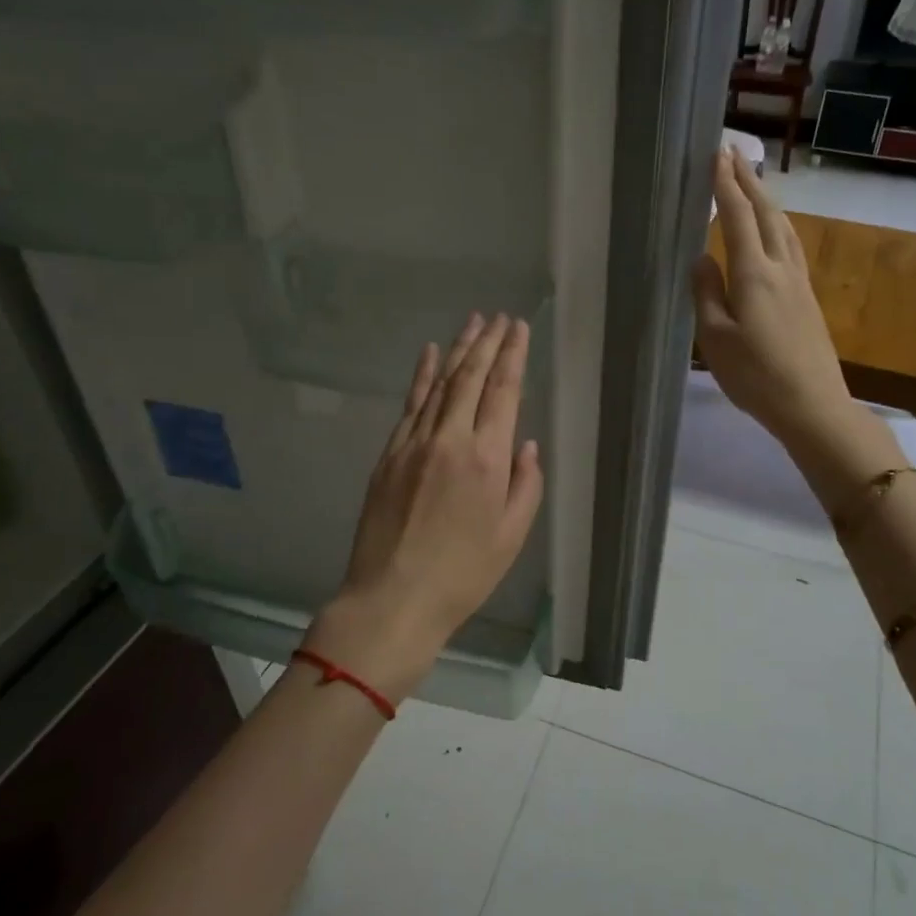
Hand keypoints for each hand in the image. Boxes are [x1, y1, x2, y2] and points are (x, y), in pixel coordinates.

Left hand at [305, 314, 544, 702]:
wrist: (393, 598)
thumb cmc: (463, 574)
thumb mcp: (512, 536)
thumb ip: (526, 484)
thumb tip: (525, 443)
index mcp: (488, 459)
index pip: (503, 391)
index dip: (512, 355)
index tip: (518, 328)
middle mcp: (450, 439)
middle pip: (470, 377)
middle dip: (486, 342)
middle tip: (498, 317)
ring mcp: (414, 443)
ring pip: (440, 383)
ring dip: (457, 350)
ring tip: (472, 323)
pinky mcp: (389, 454)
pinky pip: (410, 404)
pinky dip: (421, 375)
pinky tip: (429, 354)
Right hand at [692, 149, 857, 449]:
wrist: (813, 404)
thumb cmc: (756, 376)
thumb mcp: (716, 339)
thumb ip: (707, 294)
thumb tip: (702, 258)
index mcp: (754, 274)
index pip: (739, 218)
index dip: (727, 186)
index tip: (718, 155)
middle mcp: (780, 268)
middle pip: (767, 214)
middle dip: (749, 182)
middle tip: (734, 154)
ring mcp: (799, 282)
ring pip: (785, 227)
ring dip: (768, 200)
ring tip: (755, 182)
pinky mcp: (808, 297)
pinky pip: (792, 245)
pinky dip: (779, 224)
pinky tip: (777, 230)